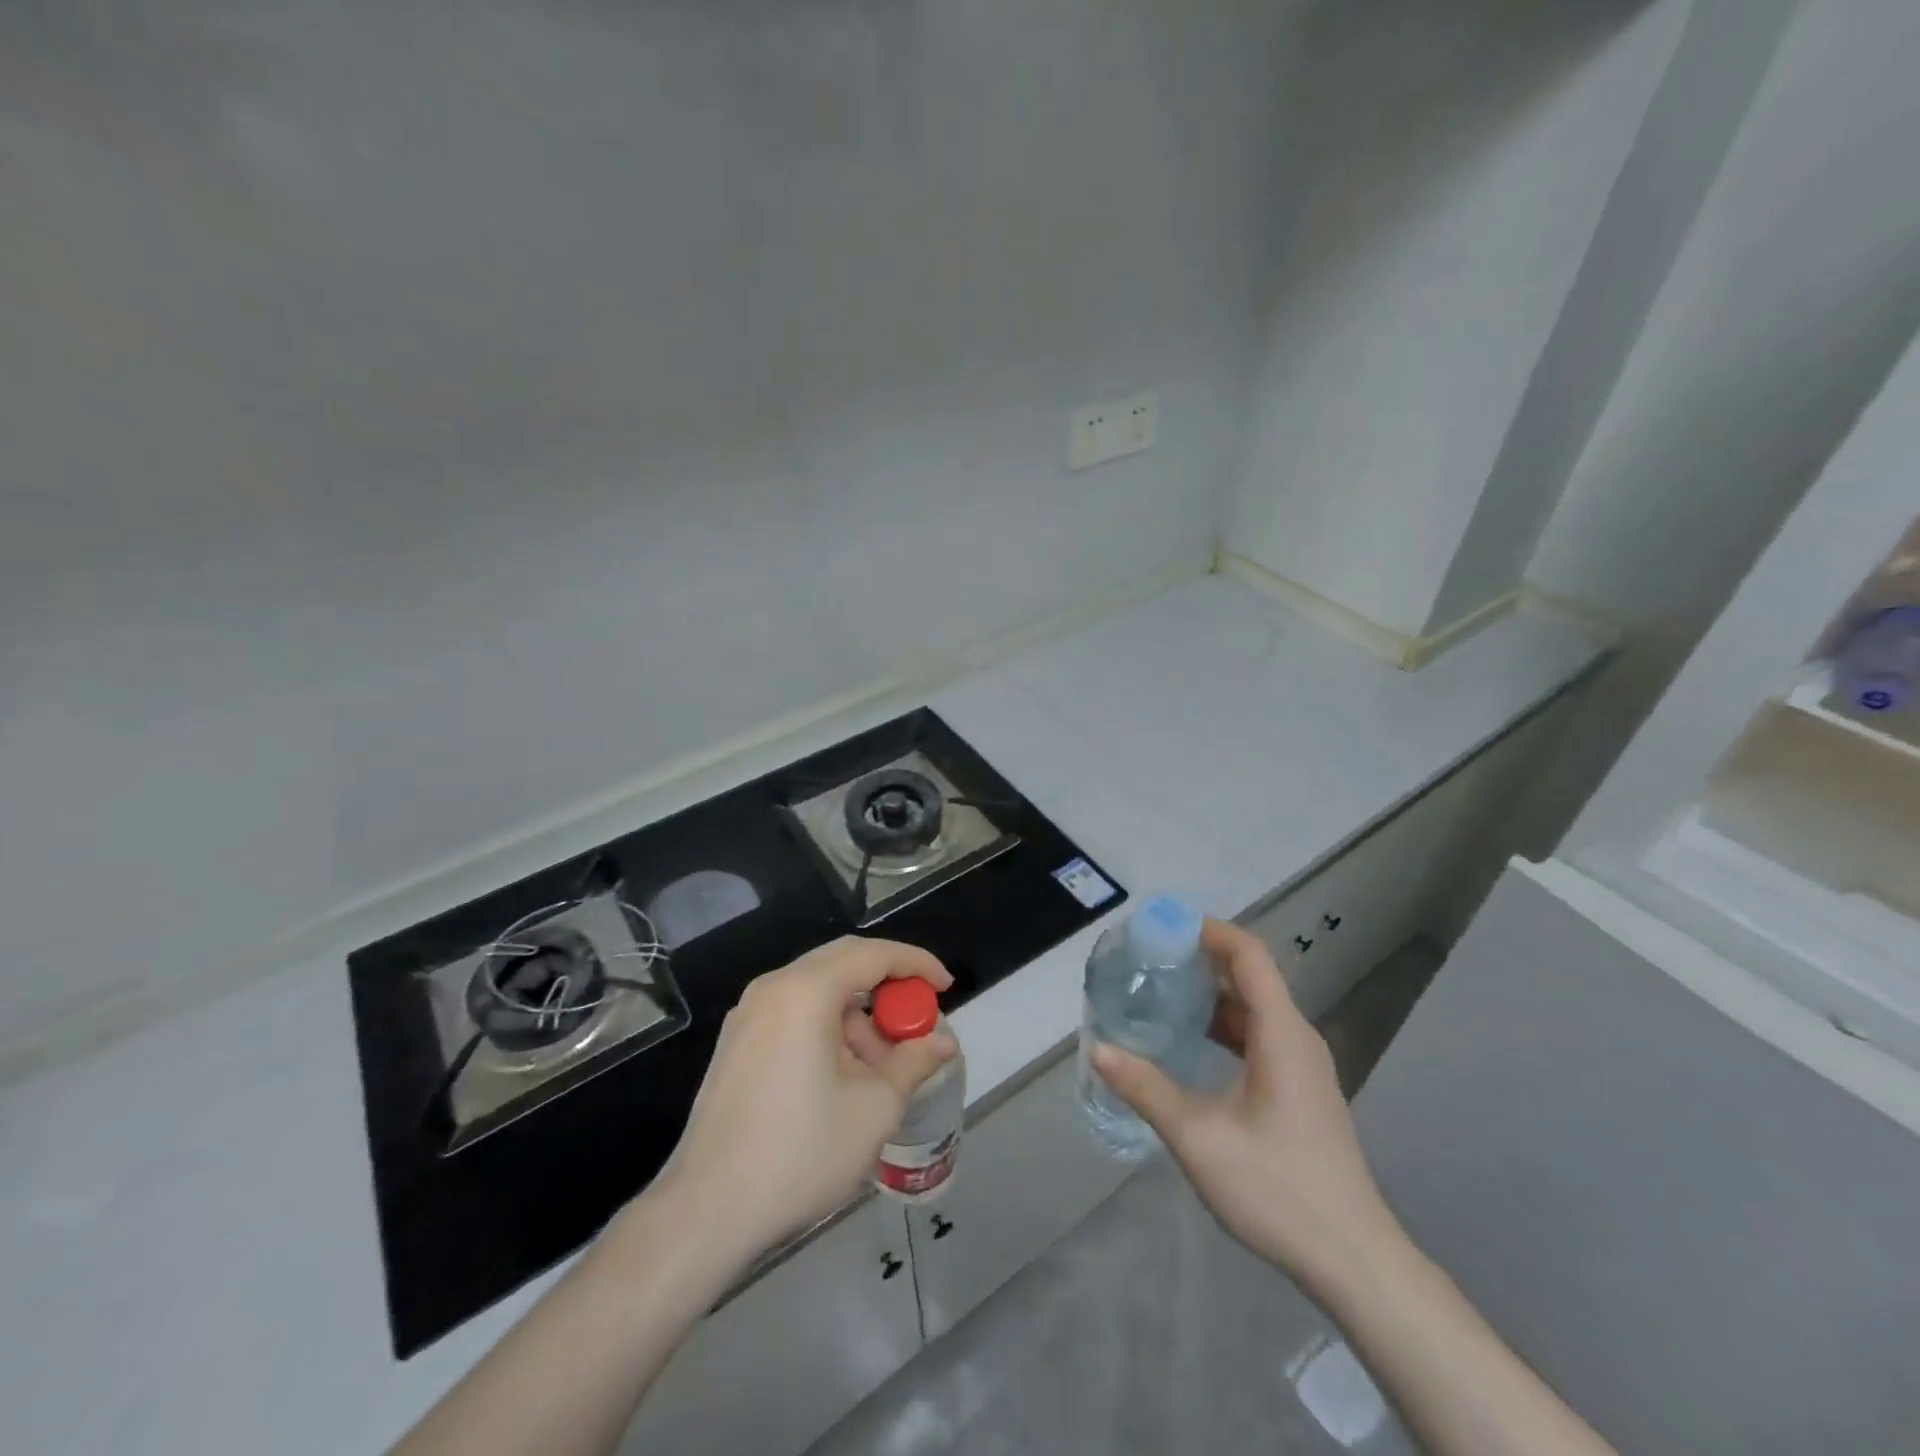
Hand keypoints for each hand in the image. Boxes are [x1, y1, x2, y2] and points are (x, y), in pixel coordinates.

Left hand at [655, 936, 956, 1264]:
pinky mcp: (737, 1043)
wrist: (707, 1211)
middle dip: (888, 986)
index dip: (916, 964)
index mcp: (805, 991)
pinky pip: (794, 1013)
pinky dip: (829, 1027)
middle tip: (918, 1018)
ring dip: (858, 1014)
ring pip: (818, 991)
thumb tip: (942, 1041)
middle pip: (843, 963)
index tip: (946, 986)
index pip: (872, 954)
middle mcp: (773, 988)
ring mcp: (748, 1015)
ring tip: (883, 1066)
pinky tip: (844, 1075)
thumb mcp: (875, 1108)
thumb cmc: (800, 1153)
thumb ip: (914, 1062)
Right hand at [1092, 919, 1403, 1298]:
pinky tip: (1189, 1040)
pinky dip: (1223, 1024)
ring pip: (1253, 1006)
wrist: (1353, 1261)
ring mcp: (1302, 1064)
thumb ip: (1146, 1088)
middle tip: (1147, 958)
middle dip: (1199, 958)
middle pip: (1249, 975)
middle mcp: (1296, 1037)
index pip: (1248, 955)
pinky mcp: (1300, 1088)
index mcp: (1281, 1033)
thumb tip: (1098, 1049)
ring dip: (1209, 993)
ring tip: (1159, 992)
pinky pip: (1258, 1034)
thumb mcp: (1199, 1138)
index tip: (1162, 926)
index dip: (1207, 930)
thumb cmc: (1278, 1190)